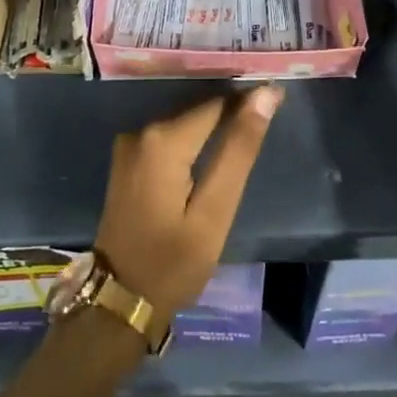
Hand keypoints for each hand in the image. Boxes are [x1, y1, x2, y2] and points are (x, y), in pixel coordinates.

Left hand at [95, 86, 283, 312]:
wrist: (118, 300)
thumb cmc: (173, 263)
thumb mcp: (215, 211)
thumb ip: (239, 150)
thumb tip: (264, 96)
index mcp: (163, 140)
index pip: (217, 103)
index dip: (248, 100)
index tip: (278, 100)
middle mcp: (141, 131)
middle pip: (199, 110)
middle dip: (232, 112)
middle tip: (268, 117)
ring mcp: (130, 145)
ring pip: (184, 123)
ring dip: (214, 126)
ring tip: (247, 133)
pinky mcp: (128, 160)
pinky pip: (169, 137)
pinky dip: (193, 140)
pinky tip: (214, 151)